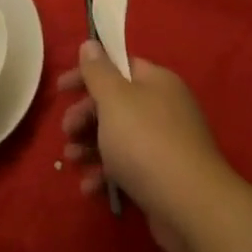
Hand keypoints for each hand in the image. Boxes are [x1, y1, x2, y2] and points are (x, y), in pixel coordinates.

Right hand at [58, 42, 232, 251]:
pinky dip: (107, 174)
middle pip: (116, 104)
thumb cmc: (145, 142)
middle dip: (85, 116)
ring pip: (120, 137)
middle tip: (66, 130)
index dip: (87, 74)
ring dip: (91, 146)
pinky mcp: (163, 177)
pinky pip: (129, 168)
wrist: (191, 207)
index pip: (118, 66)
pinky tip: (90, 188)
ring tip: (71, 159)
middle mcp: (164, 108)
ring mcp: (166, 145)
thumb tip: (90, 43)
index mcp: (156, 82)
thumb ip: (98, 71)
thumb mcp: (114, 99)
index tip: (61, 90)